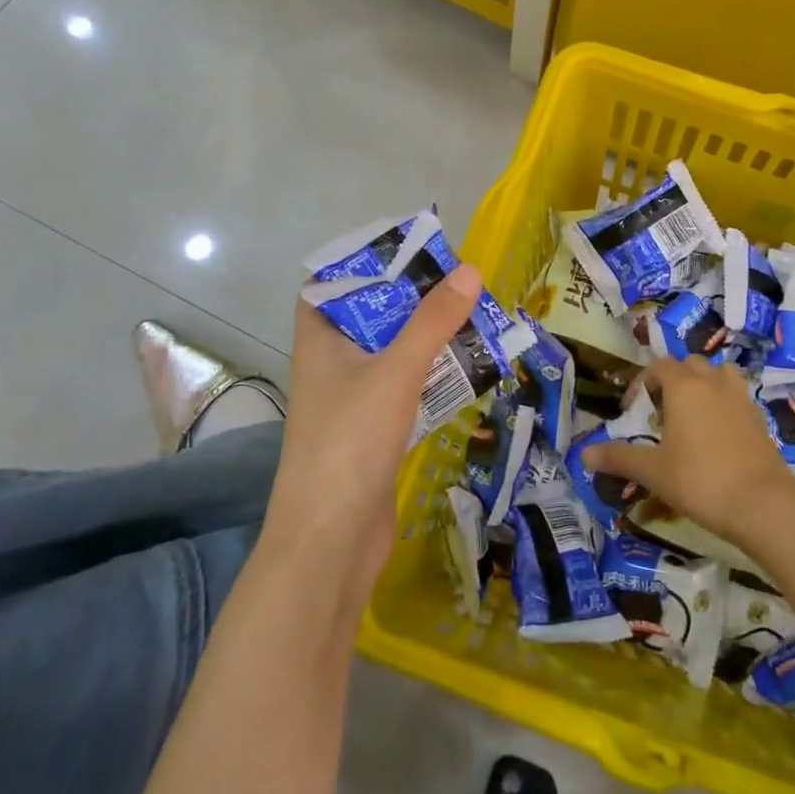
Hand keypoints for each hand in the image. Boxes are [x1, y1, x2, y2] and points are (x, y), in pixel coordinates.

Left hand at [264, 265, 482, 608]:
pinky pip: (407, 388)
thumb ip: (433, 321)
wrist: (331, 542)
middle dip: (412, 299)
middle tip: (459, 280)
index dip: (363, 265)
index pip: (330, 286)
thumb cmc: (350, 442)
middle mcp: (332, 365)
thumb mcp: (396, 371)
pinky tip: (468, 368)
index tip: (408, 251)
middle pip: (371, 317)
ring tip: (474, 315)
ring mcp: (353, 401)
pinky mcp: (374, 432)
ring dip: (429, 337)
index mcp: (320, 341)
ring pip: (393, 354)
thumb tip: (470, 270)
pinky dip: (433, 375)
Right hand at [583, 356, 794, 546]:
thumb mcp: (653, 471)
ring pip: (719, 374)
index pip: (659, 367)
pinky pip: (737, 396)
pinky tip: (718, 433)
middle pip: (690, 364)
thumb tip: (584, 454)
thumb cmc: (699, 480)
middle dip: (673, 380)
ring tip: (693, 414)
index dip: (643, 383)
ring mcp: (740, 397)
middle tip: (662, 411)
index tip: (633, 410)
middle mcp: (712, 382)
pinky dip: (724, 403)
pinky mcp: (759, 417)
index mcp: (683, 386)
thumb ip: (618, 458)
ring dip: (704, 384)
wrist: (762, 503)